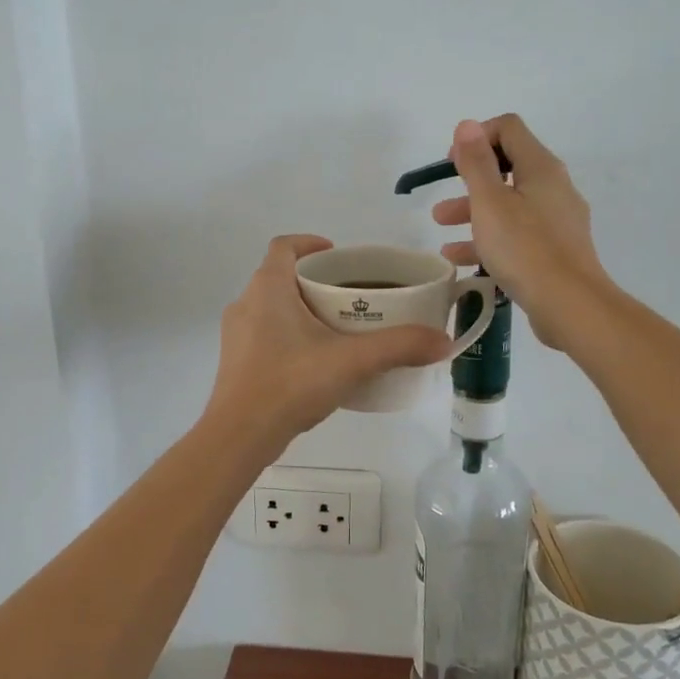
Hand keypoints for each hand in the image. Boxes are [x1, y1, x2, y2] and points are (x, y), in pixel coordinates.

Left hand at [204, 235, 452, 446]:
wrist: (239, 436)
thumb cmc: (291, 384)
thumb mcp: (352, 362)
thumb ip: (399, 347)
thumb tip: (443, 341)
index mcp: (268, 288)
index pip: (284, 246)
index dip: (311, 243)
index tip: (339, 256)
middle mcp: (246, 303)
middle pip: (281, 276)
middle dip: (316, 281)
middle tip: (351, 296)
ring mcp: (236, 334)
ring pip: (272, 307)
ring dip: (302, 309)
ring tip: (338, 329)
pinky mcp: (236, 361)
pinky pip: (265, 333)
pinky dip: (289, 335)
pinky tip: (315, 361)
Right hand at [432, 115, 610, 351]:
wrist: (570, 305)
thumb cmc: (525, 249)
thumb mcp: (490, 203)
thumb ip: (476, 163)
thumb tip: (467, 125)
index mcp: (541, 168)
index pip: (509, 129)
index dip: (477, 138)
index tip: (451, 163)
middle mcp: (554, 187)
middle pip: (507, 169)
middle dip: (470, 181)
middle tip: (442, 199)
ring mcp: (558, 221)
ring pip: (510, 206)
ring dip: (473, 213)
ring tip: (441, 230)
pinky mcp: (556, 251)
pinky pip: (517, 235)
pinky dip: (489, 239)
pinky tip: (461, 259)